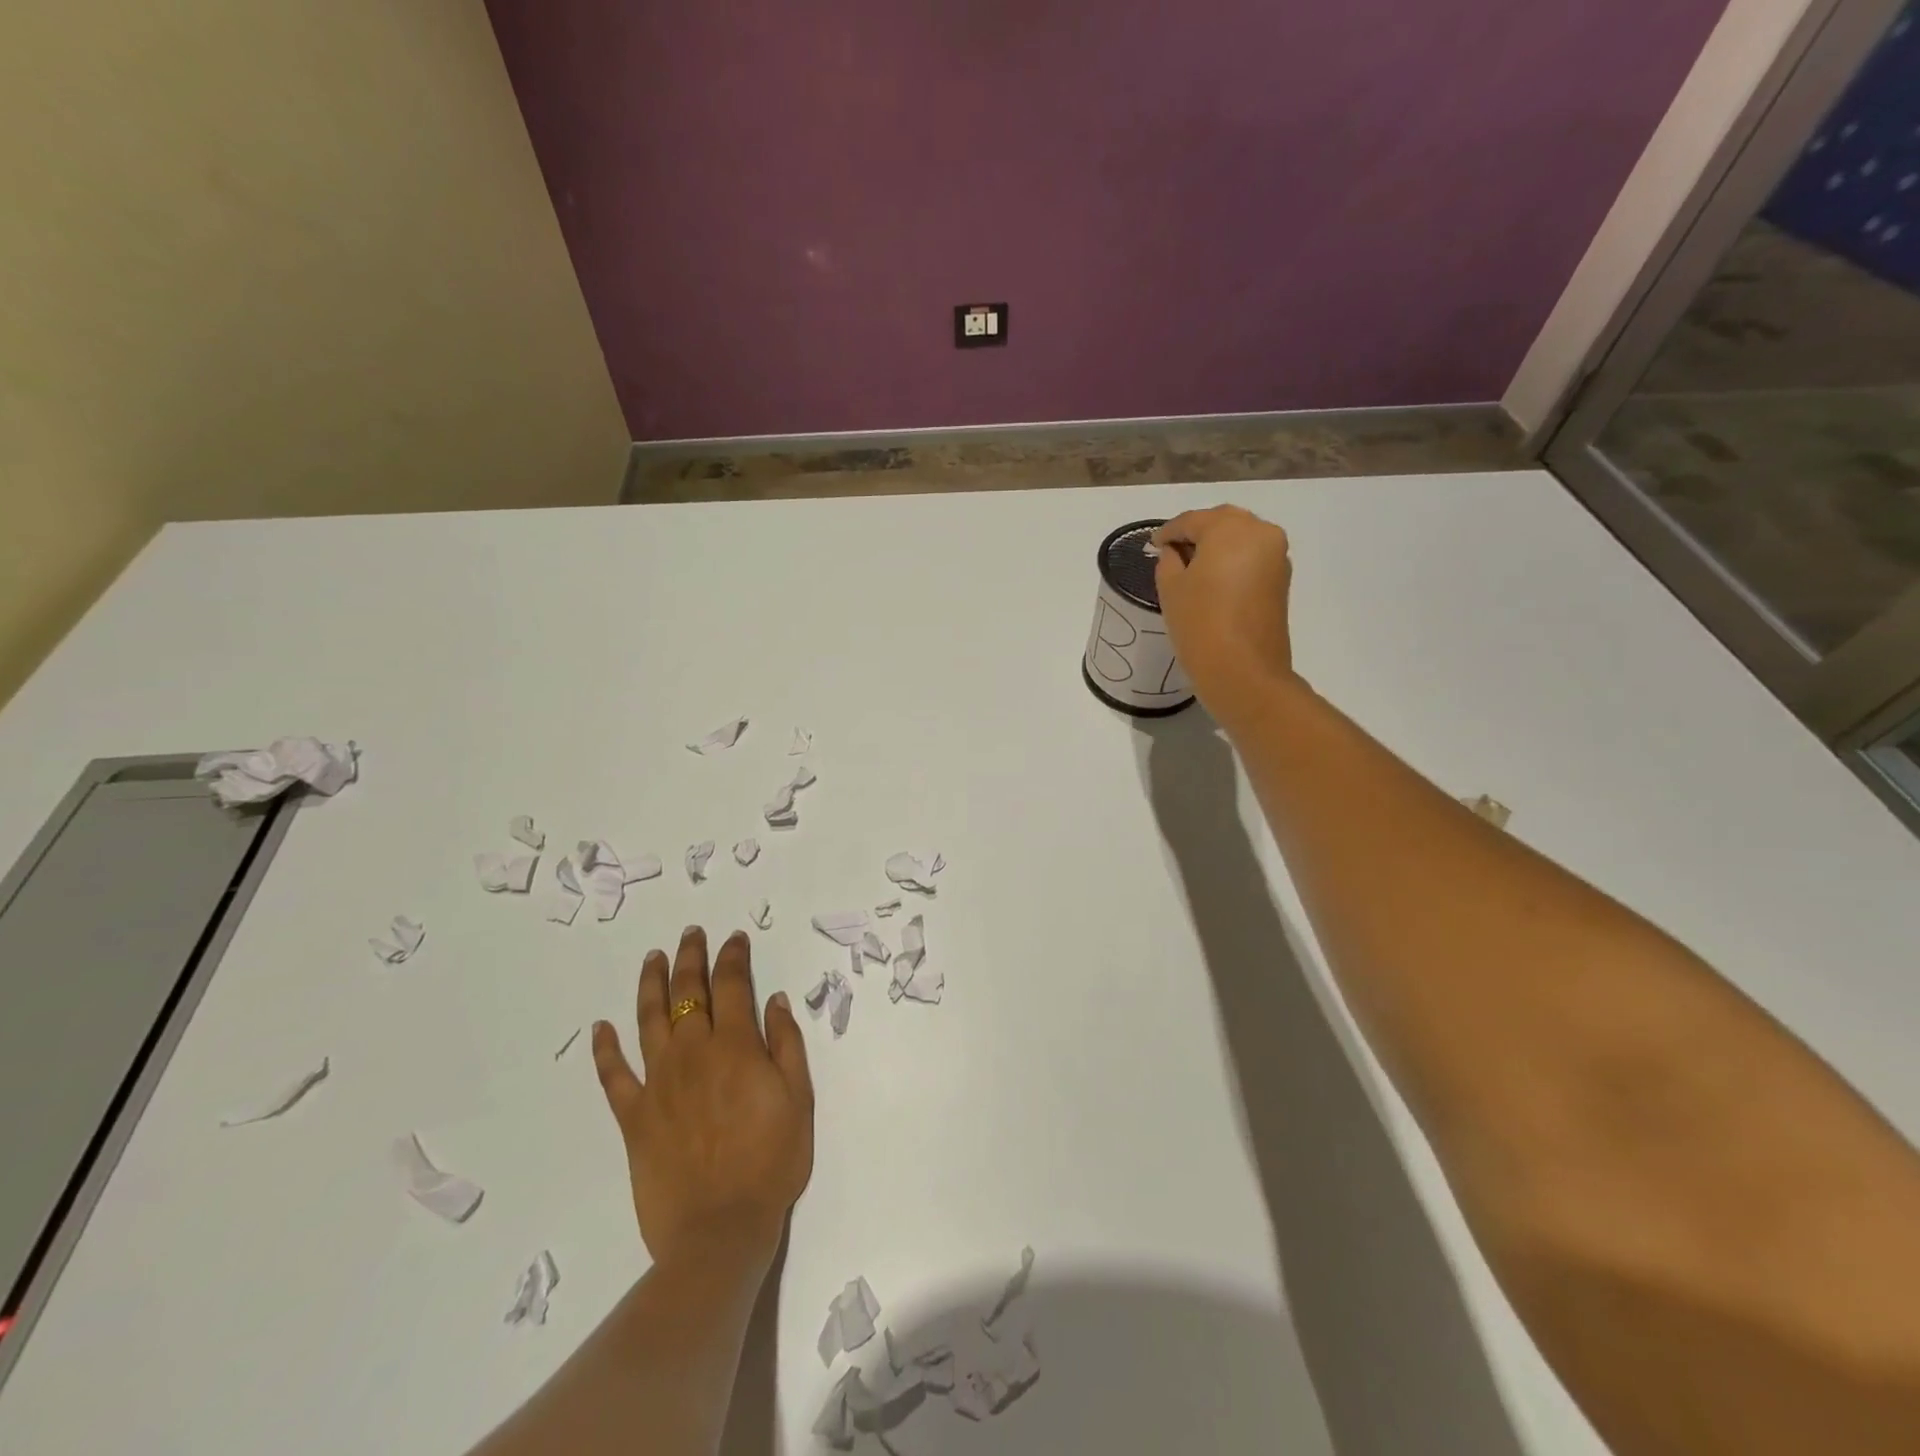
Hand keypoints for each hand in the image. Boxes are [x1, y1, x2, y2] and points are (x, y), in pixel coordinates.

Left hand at [592, 927, 813, 1270]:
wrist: (720, 1230)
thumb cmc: (771, 1162)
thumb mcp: (799, 1098)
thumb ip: (786, 1043)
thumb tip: (773, 999)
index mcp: (735, 1046)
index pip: (732, 985)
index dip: (732, 956)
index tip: (733, 938)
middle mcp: (692, 1053)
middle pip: (688, 992)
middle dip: (690, 957)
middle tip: (691, 934)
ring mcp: (658, 1082)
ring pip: (649, 1020)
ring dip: (651, 984)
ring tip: (653, 958)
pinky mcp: (634, 1116)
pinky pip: (613, 1076)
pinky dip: (605, 1049)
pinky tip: (601, 1028)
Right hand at [1153, 505, 1297, 722]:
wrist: (1243, 672)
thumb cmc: (1200, 624)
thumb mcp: (1171, 588)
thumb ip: (1169, 561)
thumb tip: (1174, 552)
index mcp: (1231, 528)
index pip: (1192, 520)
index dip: (1168, 532)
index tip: (1152, 545)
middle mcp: (1260, 532)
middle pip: (1222, 522)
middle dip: (1196, 532)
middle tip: (1172, 551)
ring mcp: (1277, 556)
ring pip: (1240, 538)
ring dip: (1216, 546)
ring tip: (1190, 566)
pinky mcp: (1281, 579)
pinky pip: (1251, 558)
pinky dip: (1232, 561)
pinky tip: (1212, 580)